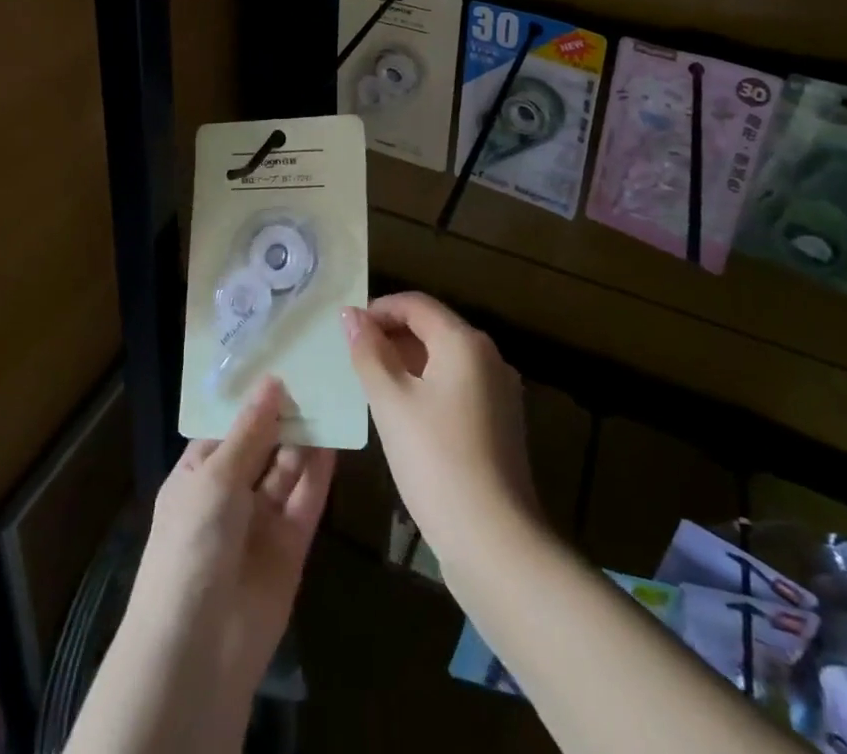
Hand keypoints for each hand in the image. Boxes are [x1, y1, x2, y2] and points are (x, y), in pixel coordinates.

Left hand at [124, 378, 334, 732]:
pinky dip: (320, 471)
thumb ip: (250, 431)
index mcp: (198, 473)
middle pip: (263, 444)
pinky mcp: (291, 544)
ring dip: (305, 437)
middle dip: (285, 414)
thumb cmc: (192, 545)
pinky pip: (306, 499)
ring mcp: (260, 519)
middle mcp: (229, 492)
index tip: (283, 360)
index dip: (254, 398)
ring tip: (331, 394)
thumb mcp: (215, 477)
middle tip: (316, 371)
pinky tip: (336, 437)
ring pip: (287, 468)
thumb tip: (272, 381)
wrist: (199, 648)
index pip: (229, 427)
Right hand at [342, 292, 539, 574]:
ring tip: (371, 385)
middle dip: (391, 336)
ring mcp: (499, 391)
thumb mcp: (391, 402)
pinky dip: (427, 387)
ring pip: (444, 360)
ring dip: (407, 363)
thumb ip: (369, 353)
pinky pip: (457, 387)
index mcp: (464, 342)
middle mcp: (488, 357)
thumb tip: (350, 315)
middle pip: (433, 328)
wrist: (494, 542)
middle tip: (353, 359)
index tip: (345, 331)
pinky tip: (403, 415)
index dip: (378, 309)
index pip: (415, 304)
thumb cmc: (435, 461)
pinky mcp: (500, 424)